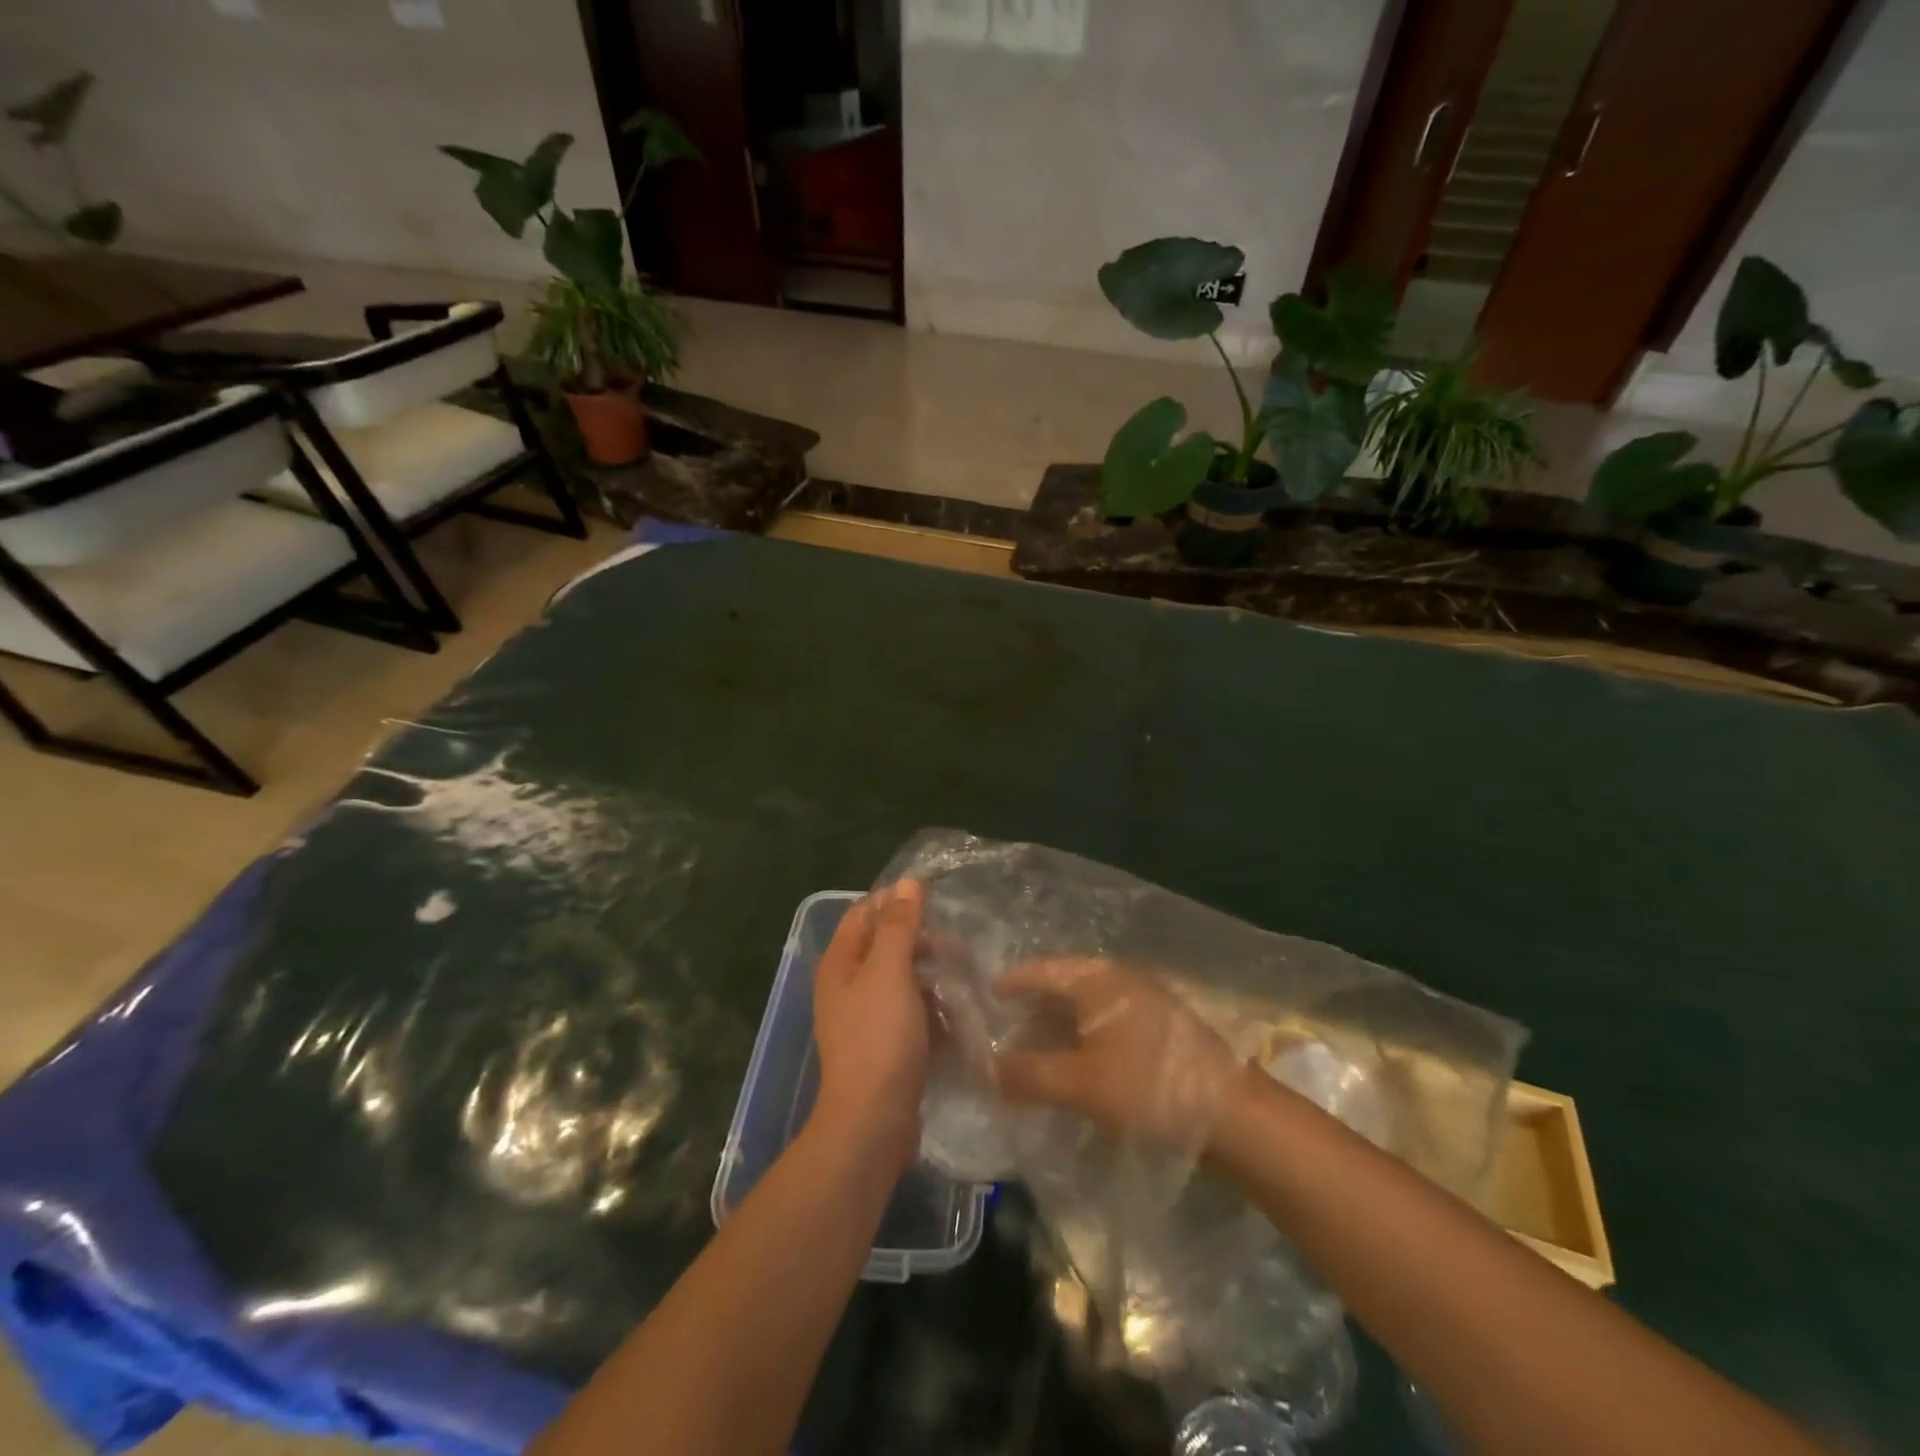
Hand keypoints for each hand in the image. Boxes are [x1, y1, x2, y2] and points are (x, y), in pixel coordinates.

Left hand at [810, 880, 930, 1171]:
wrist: (872, 1121)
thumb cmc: (879, 1037)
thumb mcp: (889, 971)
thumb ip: (898, 925)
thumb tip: (906, 882)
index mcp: (840, 964)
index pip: (863, 914)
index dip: (894, 901)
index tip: (933, 899)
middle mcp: (847, 987)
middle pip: (884, 947)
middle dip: (919, 941)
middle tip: (957, 944)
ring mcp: (865, 1020)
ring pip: (901, 982)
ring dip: (930, 976)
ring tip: (964, 977)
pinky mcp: (884, 1047)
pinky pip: (909, 1015)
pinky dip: (930, 1010)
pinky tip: (956, 1015)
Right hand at [991, 958, 1247, 1153]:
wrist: (1231, 1114)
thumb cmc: (1147, 1085)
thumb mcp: (1077, 1082)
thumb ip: (1025, 1074)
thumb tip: (980, 1071)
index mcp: (1097, 979)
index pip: (1040, 969)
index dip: (1010, 983)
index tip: (982, 998)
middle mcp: (1119, 980)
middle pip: (1062, 988)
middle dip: (1031, 1015)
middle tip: (1002, 1041)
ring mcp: (1143, 1002)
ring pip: (1085, 1010)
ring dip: (1057, 1032)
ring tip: (1034, 1062)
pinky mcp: (1159, 1031)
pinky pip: (1106, 1027)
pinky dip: (1082, 1043)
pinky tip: (1075, 1071)